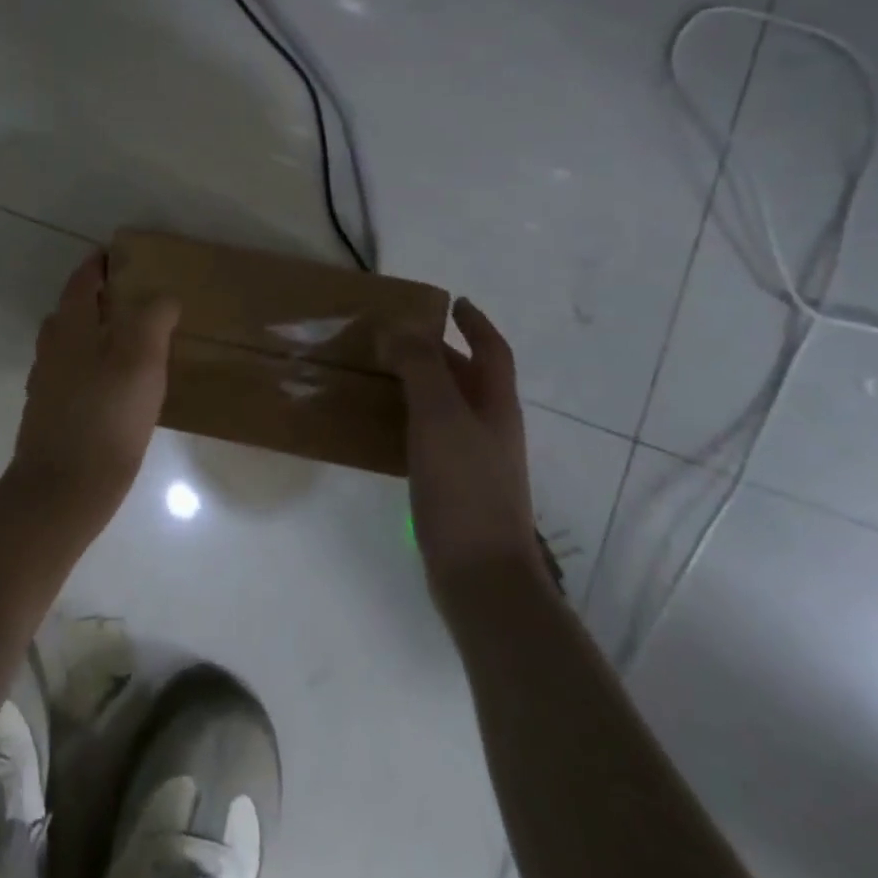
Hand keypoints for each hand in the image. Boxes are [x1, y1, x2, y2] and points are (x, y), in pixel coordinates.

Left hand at [5, 250, 180, 528]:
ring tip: (133, 342)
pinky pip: (74, 375)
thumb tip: (162, 297)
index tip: (121, 255)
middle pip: (72, 310)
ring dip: (95, 333)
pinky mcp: (52, 414)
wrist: (62, 490)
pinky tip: (117, 387)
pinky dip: (93, 367)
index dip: (99, 264)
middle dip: (98, 298)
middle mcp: (52, 348)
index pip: (82, 280)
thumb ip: (152, 318)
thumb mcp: (141, 359)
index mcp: (70, 327)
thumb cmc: (106, 417)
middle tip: (136, 298)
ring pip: (71, 344)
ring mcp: (48, 383)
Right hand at [381, 297, 542, 586]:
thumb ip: (421, 367)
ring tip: (380, 373)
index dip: (476, 323)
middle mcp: (490, 427)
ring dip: (420, 385)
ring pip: (447, 408)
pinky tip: (382, 426)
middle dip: (439, 352)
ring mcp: (474, 460)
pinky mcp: (454, 487)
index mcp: (496, 405)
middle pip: (469, 377)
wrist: (480, 574)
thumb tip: (400, 327)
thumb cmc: (465, 487)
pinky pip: (431, 437)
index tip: (452, 302)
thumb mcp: (440, 417)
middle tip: (396, 336)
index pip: (492, 350)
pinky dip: (410, 419)